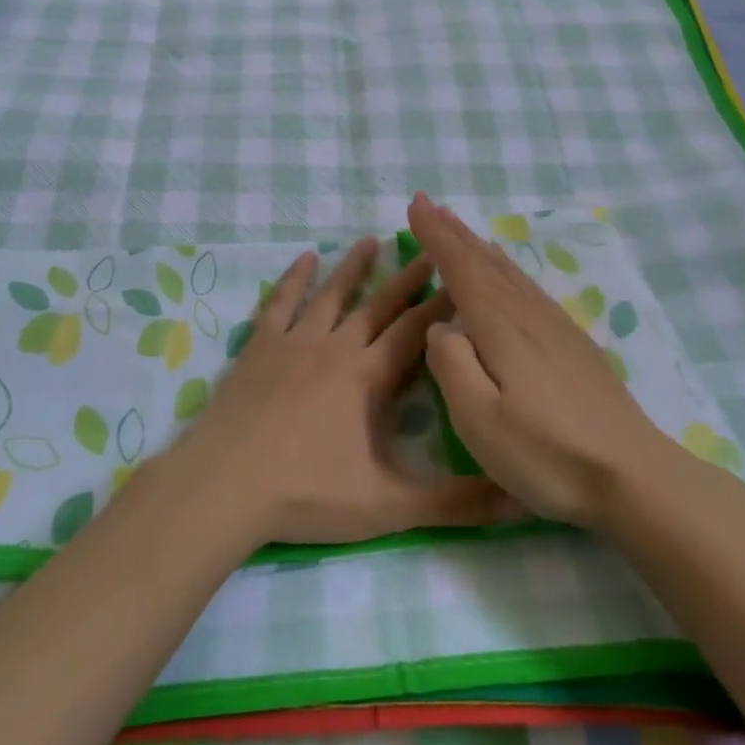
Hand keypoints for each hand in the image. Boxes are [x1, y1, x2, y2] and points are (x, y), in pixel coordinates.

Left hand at [168, 236, 512, 546]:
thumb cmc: (306, 492)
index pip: (415, 333)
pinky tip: (304, 258)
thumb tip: (520, 500)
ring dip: (353, 267)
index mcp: (367, 377)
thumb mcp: (388, 506)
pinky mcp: (259, 346)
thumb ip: (454, 503)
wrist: (225, 485)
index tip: (463, 280)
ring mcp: (294, 342)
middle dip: (408, 278)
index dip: (442, 307)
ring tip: (371, 239)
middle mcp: (335, 347)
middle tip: (429, 249)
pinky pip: (280, 303)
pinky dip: (293, 279)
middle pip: (379, 305)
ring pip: (331, 294)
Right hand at [407, 194, 679, 529]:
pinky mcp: (573, 343)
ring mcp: (555, 326)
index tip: (415, 203)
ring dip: (479, 246)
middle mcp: (526, 314)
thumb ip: (452, 365)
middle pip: (484, 261)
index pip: (459, 267)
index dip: (435, 235)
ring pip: (508, 272)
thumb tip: (440, 327)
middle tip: (430, 204)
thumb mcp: (480, 419)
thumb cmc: (547, 452)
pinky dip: (507, 269)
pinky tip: (509, 274)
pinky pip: (528, 287)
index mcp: (499, 326)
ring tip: (462, 228)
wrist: (634, 476)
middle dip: (454, 232)